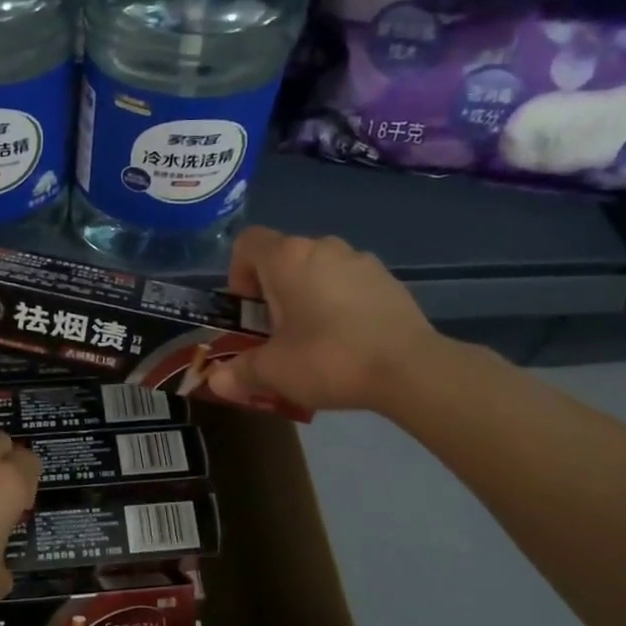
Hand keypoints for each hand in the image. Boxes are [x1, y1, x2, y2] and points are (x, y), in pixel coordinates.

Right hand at [208, 227, 437, 413]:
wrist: (410, 368)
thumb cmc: (328, 359)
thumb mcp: (274, 372)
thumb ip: (239, 372)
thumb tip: (215, 382)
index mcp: (287, 258)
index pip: (246, 244)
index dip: (237, 274)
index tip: (248, 312)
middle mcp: (322, 246)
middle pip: (283, 259)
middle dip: (273, 293)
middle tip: (277, 335)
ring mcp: (360, 259)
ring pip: (318, 271)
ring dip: (307, 297)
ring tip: (315, 341)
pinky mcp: (388, 279)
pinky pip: (348, 284)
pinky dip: (339, 304)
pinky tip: (349, 341)